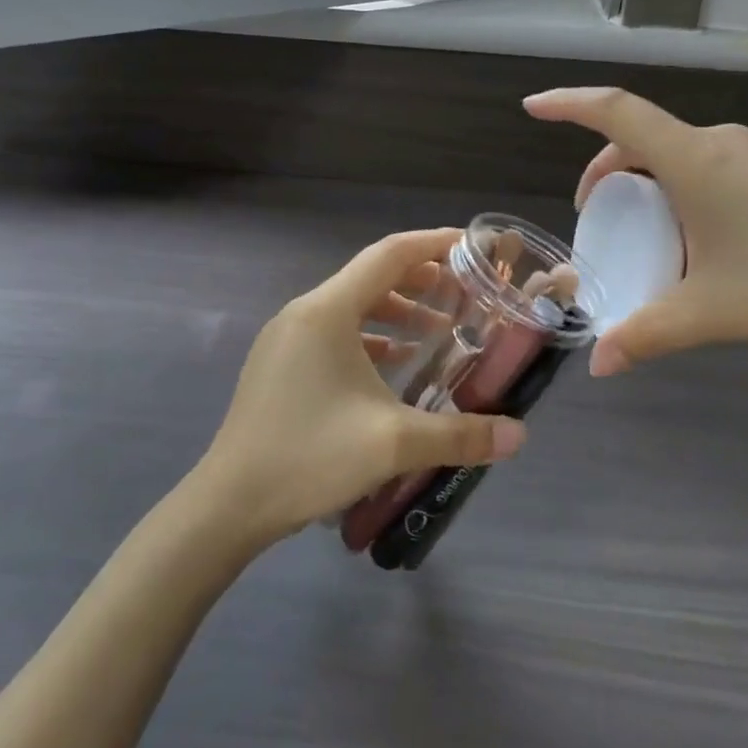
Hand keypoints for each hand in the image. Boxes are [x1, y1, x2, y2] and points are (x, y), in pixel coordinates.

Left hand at [196, 228, 527, 541]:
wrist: (229, 504)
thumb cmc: (310, 456)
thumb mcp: (393, 443)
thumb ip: (460, 434)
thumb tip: (518, 434)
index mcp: (328, 310)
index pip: (390, 255)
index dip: (434, 244)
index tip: (472, 247)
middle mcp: (305, 312)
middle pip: (371, 276)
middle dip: (421, 281)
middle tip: (464, 295)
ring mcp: (287, 338)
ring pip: (352, 306)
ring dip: (397, 311)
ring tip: (438, 332)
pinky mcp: (280, 363)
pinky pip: (334, 333)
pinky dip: (370, 337)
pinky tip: (395, 363)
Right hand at [524, 88, 747, 371]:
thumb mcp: (717, 312)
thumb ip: (649, 334)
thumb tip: (598, 366)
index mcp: (695, 160)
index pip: (616, 112)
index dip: (568, 103)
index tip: (532, 106)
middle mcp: (724, 144)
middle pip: (644, 139)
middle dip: (607, 172)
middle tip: (596, 216)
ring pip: (682, 156)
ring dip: (651, 186)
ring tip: (649, 237)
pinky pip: (716, 170)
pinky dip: (688, 193)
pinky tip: (708, 244)